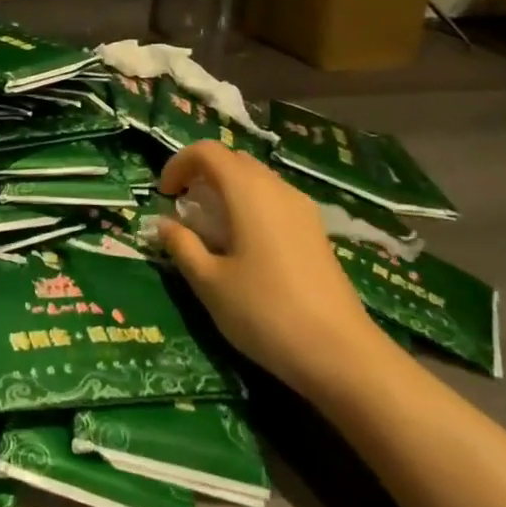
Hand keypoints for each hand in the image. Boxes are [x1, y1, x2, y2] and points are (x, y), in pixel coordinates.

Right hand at [156, 141, 392, 398]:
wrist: (342, 355)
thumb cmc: (265, 312)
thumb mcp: (209, 282)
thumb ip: (182, 245)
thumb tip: (163, 223)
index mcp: (248, 191)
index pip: (207, 151)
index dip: (178, 164)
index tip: (164, 195)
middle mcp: (277, 188)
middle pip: (233, 160)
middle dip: (202, 175)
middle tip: (184, 208)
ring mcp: (302, 209)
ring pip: (256, 179)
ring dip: (226, 190)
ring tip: (211, 229)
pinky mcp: (316, 232)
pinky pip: (274, 200)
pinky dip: (250, 206)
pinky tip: (244, 245)